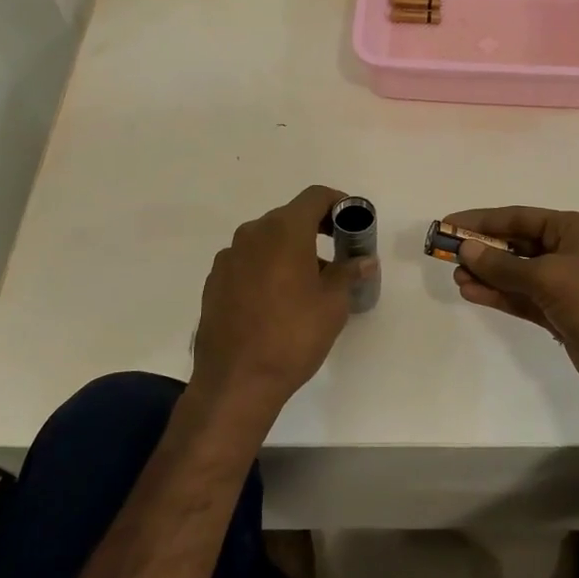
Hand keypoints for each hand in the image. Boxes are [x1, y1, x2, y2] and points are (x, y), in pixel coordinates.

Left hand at [192, 185, 374, 424]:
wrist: (236, 380)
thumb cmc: (293, 336)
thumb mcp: (332, 304)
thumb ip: (348, 273)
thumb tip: (364, 260)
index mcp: (284, 231)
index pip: (315, 197)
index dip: (338, 203)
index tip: (352, 223)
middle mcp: (252, 234)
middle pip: (289, 217)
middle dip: (316, 229)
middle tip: (337, 254)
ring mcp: (228, 257)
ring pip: (266, 240)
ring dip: (290, 250)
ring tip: (308, 283)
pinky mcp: (214, 281)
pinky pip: (248, 261)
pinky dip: (267, 267)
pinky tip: (276, 300)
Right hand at [442, 206, 578, 404]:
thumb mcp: (548, 276)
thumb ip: (504, 265)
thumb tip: (466, 249)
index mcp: (573, 229)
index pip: (519, 217)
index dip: (482, 220)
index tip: (449, 224)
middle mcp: (569, 251)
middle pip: (516, 244)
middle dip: (483, 248)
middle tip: (446, 253)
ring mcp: (564, 284)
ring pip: (516, 273)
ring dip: (487, 274)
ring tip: (456, 276)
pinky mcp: (559, 313)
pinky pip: (521, 298)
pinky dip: (499, 295)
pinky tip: (472, 293)